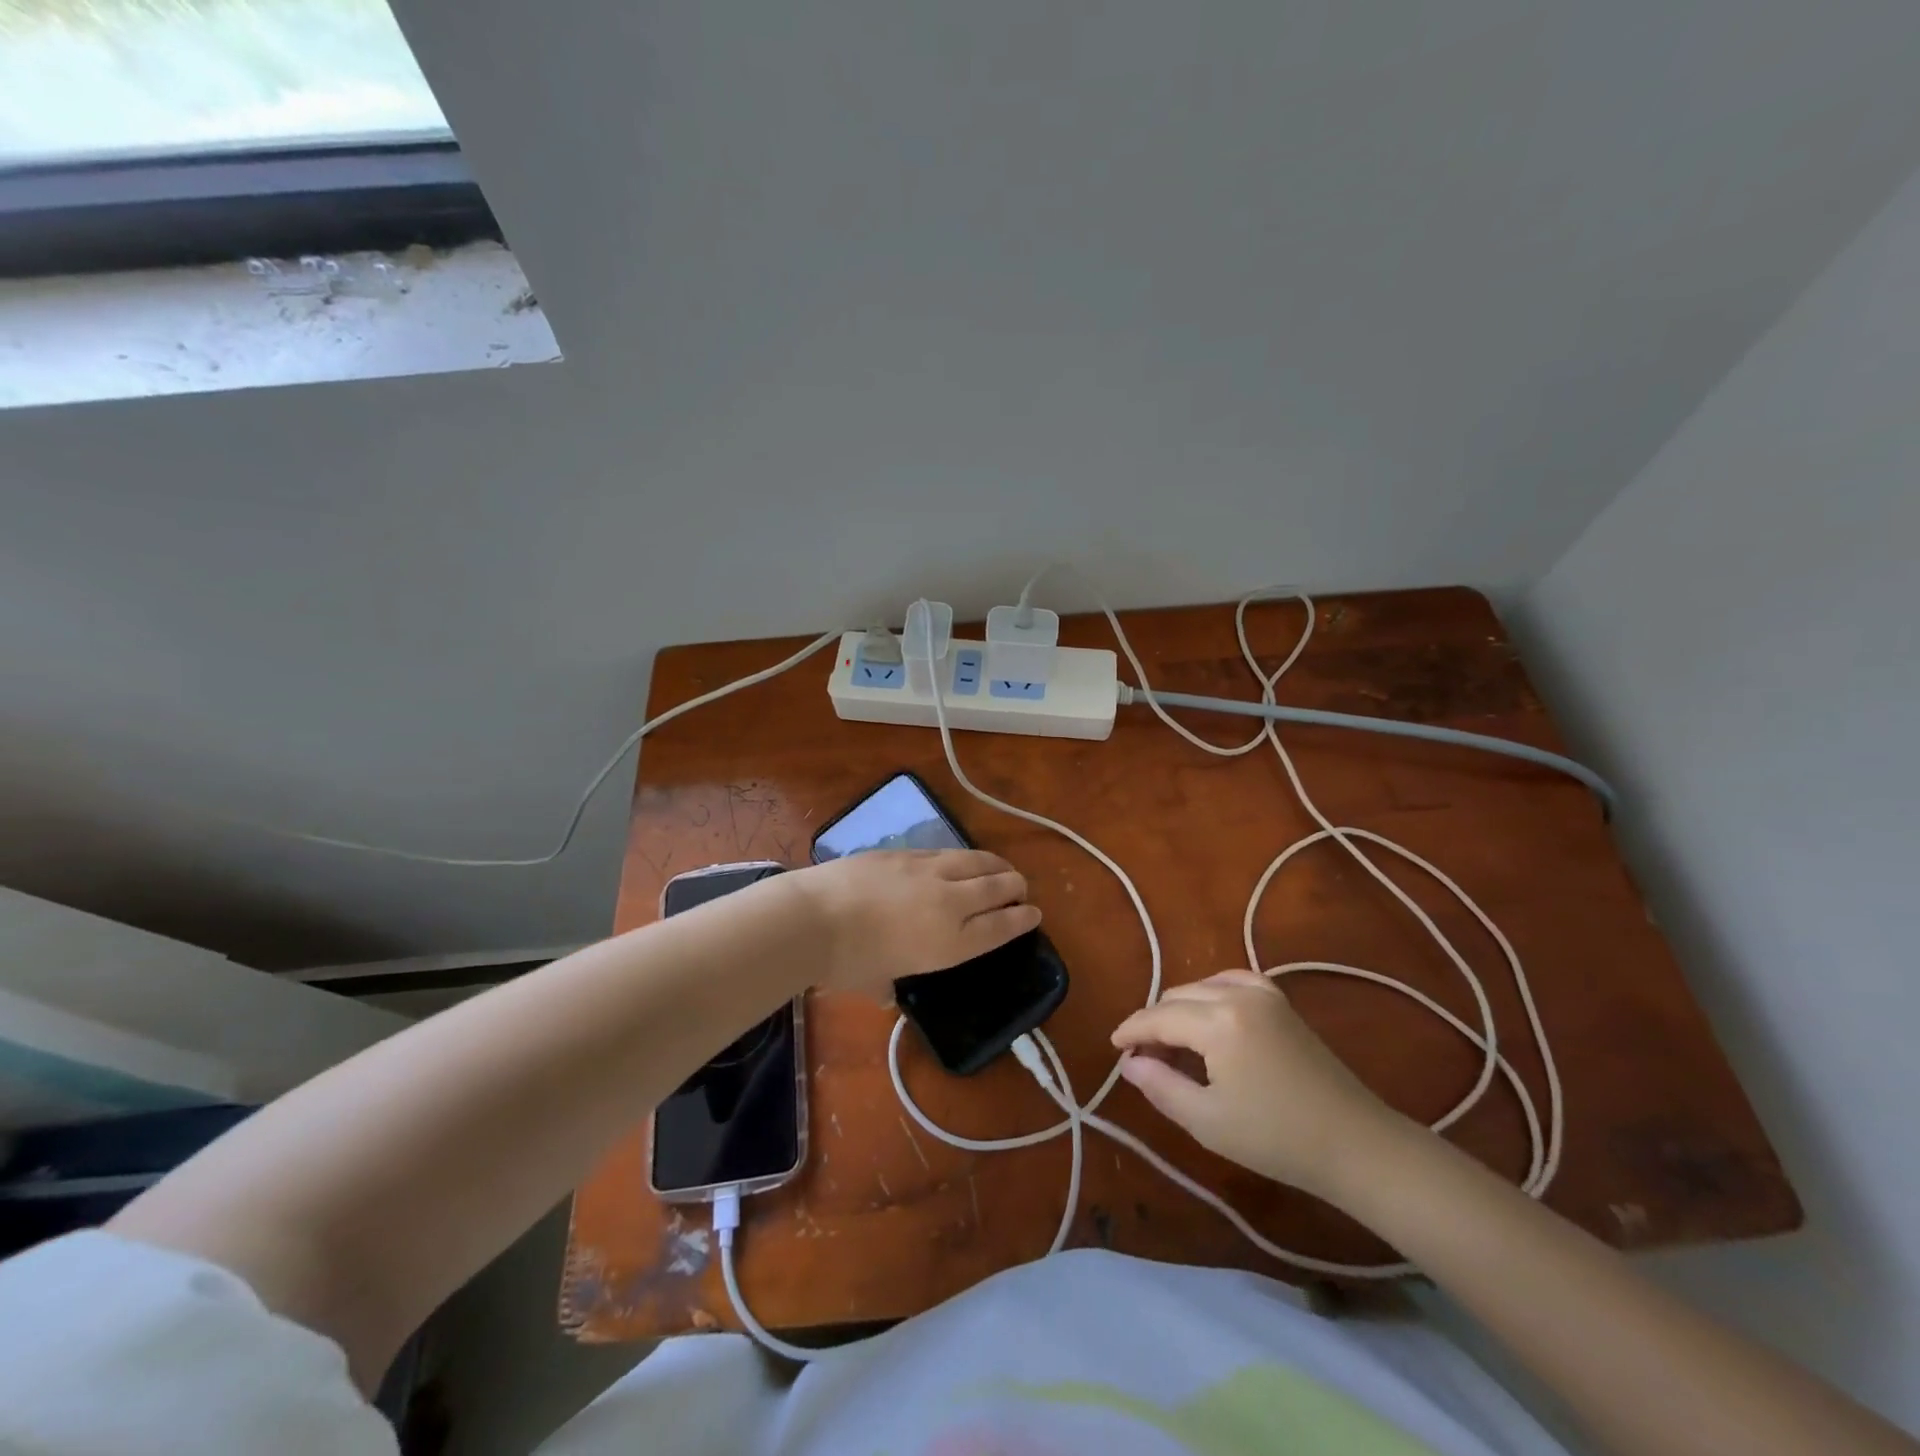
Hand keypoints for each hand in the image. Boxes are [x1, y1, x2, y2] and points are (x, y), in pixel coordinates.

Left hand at [789, 849, 1041, 994]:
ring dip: (996, 865)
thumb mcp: (876, 982)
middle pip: (998, 888)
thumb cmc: (846, 962)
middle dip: (1016, 888)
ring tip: (1003, 869)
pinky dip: (962, 858)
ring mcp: (929, 871)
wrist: (814, 917)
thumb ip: (889, 986)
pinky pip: (946, 852)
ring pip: (977, 862)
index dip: (1022, 920)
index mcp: (951, 942)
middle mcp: (950, 902)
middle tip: (1022, 890)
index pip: (1000, 927)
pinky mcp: (907, 852)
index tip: (1034, 914)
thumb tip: (886, 994)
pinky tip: (961, 860)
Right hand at [1111, 970, 1402, 1201]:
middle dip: (1154, 1021)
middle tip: (1142, 1055)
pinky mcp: (1281, 1001)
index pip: (1159, 1017)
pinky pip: (1233, 980)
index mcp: (1217, 1022)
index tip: (1113, 1046)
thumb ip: (1160, 1086)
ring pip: (1202, 986)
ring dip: (1180, 1007)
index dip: (1131, 1031)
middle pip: (1178, 997)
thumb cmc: (1276, 1138)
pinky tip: (1208, 1012)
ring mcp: (1263, 993)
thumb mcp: (1207, 1121)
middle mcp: (1237, 995)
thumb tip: (1129, 1062)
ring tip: (1171, 1041)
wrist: (1355, 1143)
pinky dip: (1211, 991)